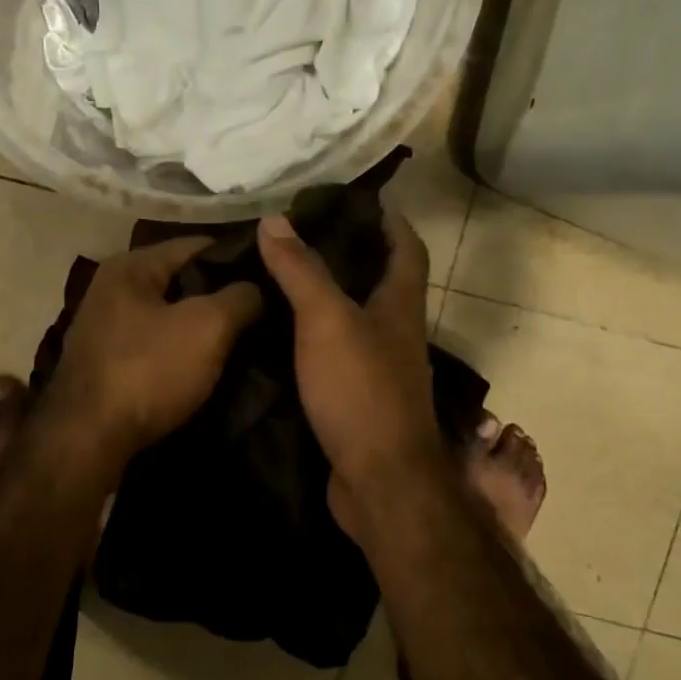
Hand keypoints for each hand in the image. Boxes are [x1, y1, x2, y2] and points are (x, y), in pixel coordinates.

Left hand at [47, 236, 262, 462]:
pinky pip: (156, 344)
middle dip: (220, 295)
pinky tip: (208, 366)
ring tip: (244, 340)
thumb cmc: (148, 370)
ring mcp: (105, 327)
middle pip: (182, 281)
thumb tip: (256, 288)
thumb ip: (240, 297)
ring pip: (170, 315)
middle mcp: (112, 289)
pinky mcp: (107, 363)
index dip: (238, 258)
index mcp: (131, 266)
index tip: (273, 277)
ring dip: (202, 327)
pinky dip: (181, 351)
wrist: (87, 440)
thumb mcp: (208, 327)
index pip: (197, 246)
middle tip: (263, 312)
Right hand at [256, 209, 449, 518]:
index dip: (390, 220)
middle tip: (302, 234)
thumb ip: (301, 270)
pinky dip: (314, 337)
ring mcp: (380, 369)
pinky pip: (336, 353)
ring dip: (328, 296)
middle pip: (380, 281)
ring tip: (283, 276)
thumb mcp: (326, 320)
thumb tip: (274, 218)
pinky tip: (281, 334)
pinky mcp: (359, 399)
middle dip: (350, 254)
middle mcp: (397, 332)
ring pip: (355, 318)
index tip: (358, 198)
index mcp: (400, 304)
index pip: (407, 248)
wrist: (379, 481)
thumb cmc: (361, 390)